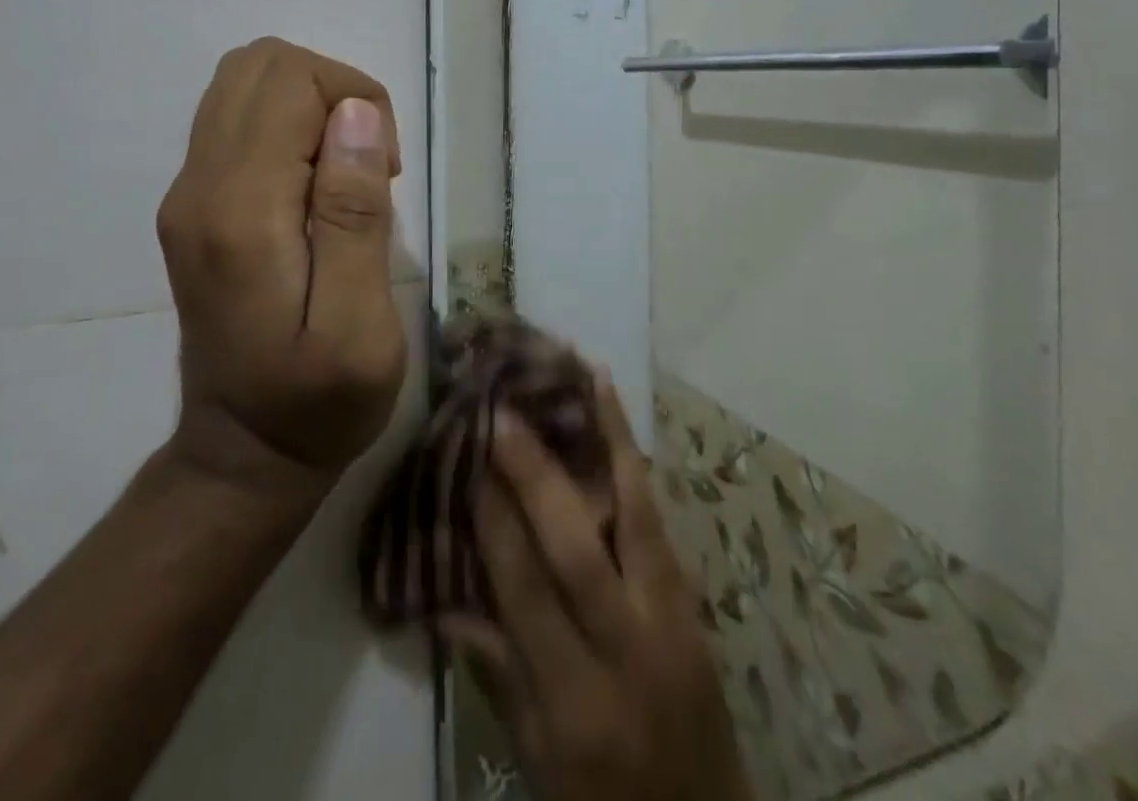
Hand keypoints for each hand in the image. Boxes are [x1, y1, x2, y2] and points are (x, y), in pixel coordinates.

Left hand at [157, 38, 406, 493]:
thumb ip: (354, 214)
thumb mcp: (361, 325)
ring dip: (310, 104)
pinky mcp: (192, 203)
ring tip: (343, 172)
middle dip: (332, 90)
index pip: (289, 82)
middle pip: (259, 64)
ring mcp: (186, 192)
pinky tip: (316, 186)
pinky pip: (238, 118)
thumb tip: (355, 113)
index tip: (385, 172)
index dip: (354, 101)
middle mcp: (197, 186)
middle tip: (367, 163)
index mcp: (240, 210)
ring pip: (244, 82)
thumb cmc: (318, 401)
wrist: (243, 454)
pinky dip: (289, 125)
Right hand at [447, 378, 752, 800]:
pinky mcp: (693, 598)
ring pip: (636, 513)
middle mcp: (629, 649)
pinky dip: (635, 461)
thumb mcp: (538, 762)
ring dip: (606, 439)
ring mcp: (672, 616)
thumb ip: (497, 673)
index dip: (495, 524)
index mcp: (577, 702)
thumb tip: (444, 599)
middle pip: (577, 547)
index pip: (527, 594)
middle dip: (536, 474)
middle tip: (504, 413)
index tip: (470, 463)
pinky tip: (618, 419)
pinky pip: (658, 518)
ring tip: (582, 377)